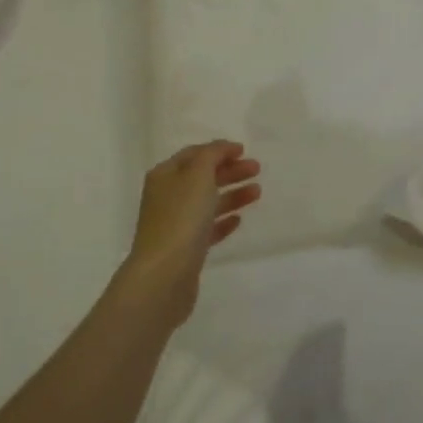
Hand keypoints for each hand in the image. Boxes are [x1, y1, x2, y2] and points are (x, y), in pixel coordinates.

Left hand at [117, 141, 261, 324]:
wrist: (164, 275)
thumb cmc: (181, 218)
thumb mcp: (197, 176)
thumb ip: (212, 156)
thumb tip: (222, 148)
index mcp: (165, 175)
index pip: (193, 154)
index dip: (218, 150)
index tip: (244, 150)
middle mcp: (167, 197)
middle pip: (202, 177)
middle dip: (229, 171)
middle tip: (257, 169)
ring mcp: (175, 224)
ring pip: (207, 203)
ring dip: (232, 194)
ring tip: (257, 193)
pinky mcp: (186, 249)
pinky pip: (207, 228)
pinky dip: (223, 220)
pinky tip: (239, 220)